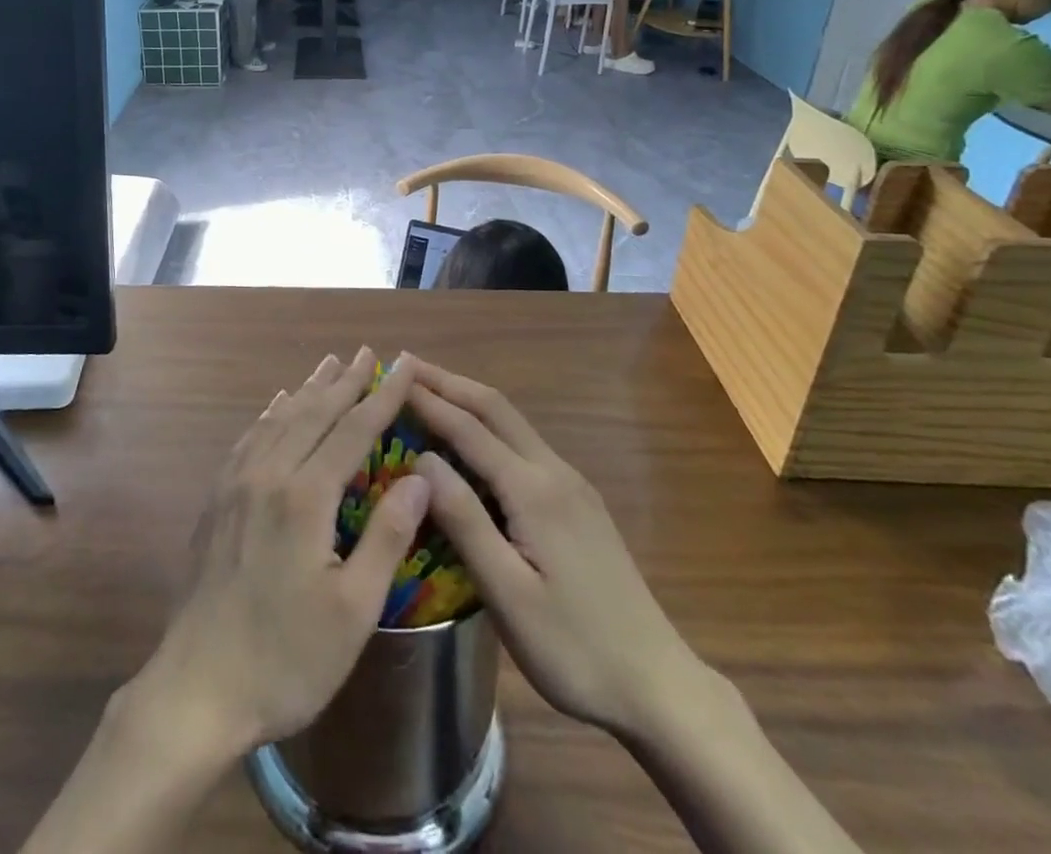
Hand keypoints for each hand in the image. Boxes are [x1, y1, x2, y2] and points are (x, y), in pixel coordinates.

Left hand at [130, 350, 430, 758]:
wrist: (196, 689)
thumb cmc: (286, 658)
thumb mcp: (353, 610)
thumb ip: (387, 536)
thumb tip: (420, 476)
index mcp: (305, 497)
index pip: (353, 429)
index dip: (382, 396)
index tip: (402, 365)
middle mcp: (268, 475)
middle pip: (313, 413)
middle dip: (344, 381)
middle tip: (367, 352)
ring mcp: (236, 485)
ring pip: (279, 420)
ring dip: (308, 390)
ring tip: (328, 365)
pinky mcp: (217, 501)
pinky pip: (249, 440)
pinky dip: (270, 415)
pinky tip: (276, 407)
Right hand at [404, 358, 704, 740]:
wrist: (658, 686)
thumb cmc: (573, 648)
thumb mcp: (507, 593)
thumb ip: (464, 520)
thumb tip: (421, 459)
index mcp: (534, 489)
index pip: (469, 428)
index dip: (428, 400)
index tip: (392, 375)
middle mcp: (554, 472)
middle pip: (495, 408)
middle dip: (449, 382)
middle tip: (406, 364)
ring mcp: (572, 485)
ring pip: (512, 423)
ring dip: (469, 400)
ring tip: (429, 392)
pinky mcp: (580, 504)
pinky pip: (524, 446)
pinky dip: (488, 427)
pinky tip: (472, 443)